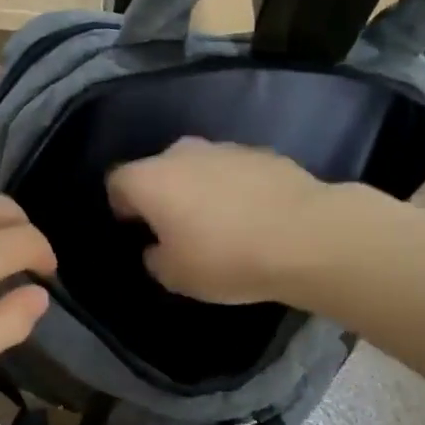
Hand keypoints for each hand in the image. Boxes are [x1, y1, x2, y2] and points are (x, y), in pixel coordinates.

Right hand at [106, 139, 330, 304]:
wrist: (307, 237)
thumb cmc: (226, 258)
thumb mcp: (176, 277)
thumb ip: (156, 259)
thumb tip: (158, 248)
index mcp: (150, 179)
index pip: (117, 182)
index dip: (122, 206)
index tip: (137, 230)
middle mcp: (182, 153)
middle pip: (159, 169)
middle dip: (163, 194)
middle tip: (179, 229)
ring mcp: (225, 148)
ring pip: (199, 167)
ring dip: (201, 189)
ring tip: (223, 224)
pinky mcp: (263, 153)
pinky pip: (235, 171)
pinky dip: (237, 188)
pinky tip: (255, 217)